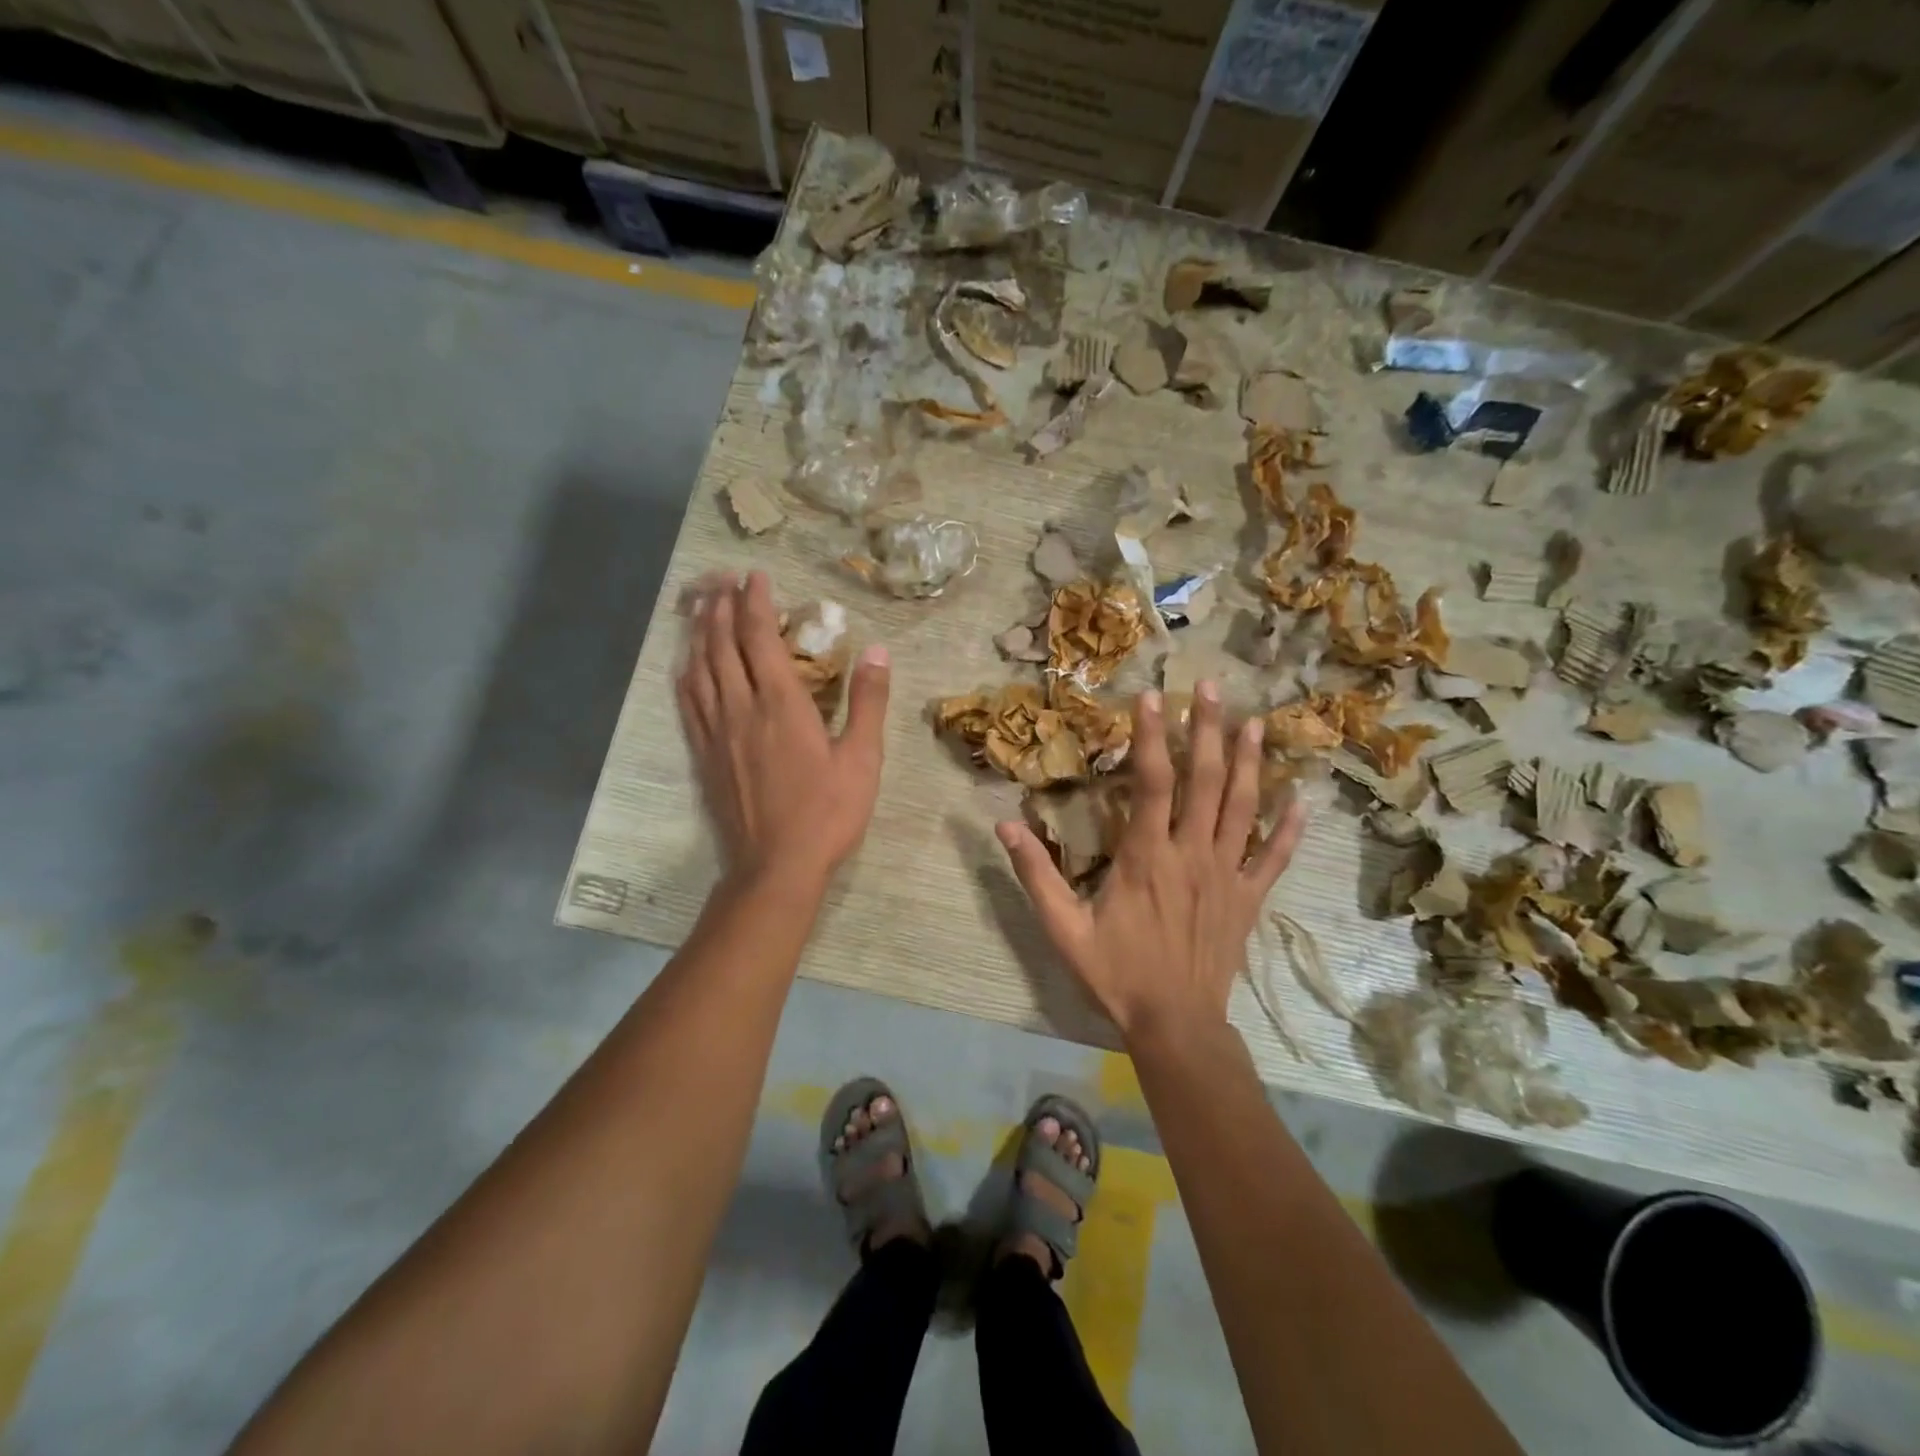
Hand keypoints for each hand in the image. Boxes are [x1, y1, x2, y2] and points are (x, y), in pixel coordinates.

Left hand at [676, 572, 889, 887]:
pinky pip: (688, 702)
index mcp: (780, 703)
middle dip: (721, 607)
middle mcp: (740, 708)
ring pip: (699, 668)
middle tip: (723, 581)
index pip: (758, 637)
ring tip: (702, 608)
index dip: (755, 602)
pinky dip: (686, 674)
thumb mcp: (862, 759)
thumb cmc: (826, 814)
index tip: (755, 576)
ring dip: (699, 633)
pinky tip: (686, 665)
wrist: (774, 867)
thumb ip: (869, 702)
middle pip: (721, 644)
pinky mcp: (704, 755)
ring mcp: (716, 732)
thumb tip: (876, 651)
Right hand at [995, 683, 1305, 1041]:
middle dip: (1208, 730)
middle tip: (1211, 687)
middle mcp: (1192, 854)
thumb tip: (1005, 823)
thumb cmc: (1116, 974)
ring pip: (1243, 808)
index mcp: (1146, 857)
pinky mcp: (1249, 898)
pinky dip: (1289, 827)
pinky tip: (1302, 798)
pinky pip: (1274, 857)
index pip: (1152, 783)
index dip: (1152, 736)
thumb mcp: (1063, 927)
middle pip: (1205, 781)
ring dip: (1249, 762)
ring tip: (1255, 722)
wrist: (1175, 1024)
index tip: (1152, 696)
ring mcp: (1227, 875)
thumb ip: (1035, 873)